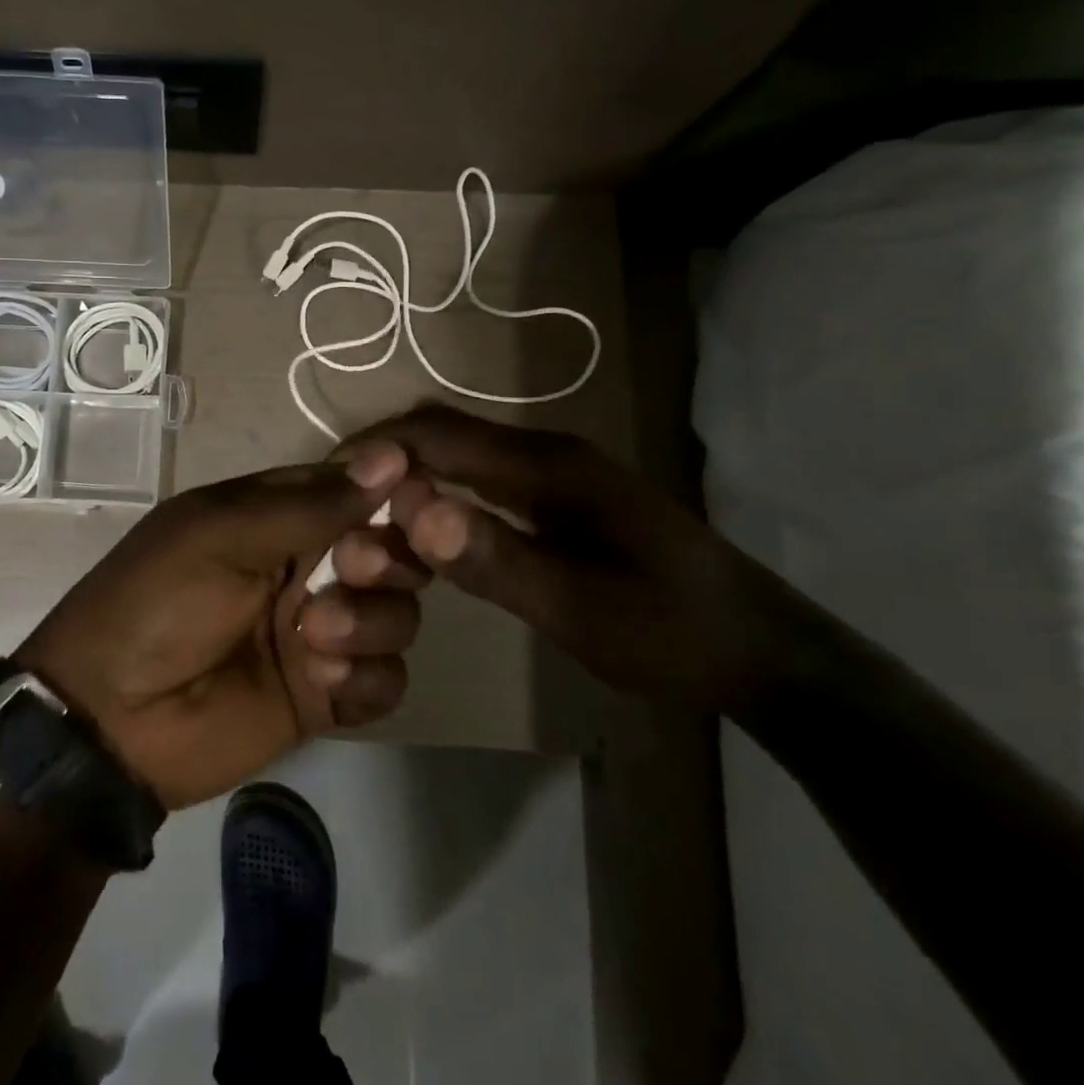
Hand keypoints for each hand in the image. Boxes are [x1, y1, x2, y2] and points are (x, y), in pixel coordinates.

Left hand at [15, 442, 423, 809]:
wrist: (109, 718)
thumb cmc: (155, 602)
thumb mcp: (219, 535)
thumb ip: (308, 504)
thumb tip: (393, 457)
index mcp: (276, 516)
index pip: (357, 490)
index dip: (392, 493)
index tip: (415, 502)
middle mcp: (306, 567)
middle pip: (390, 551)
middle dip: (385, 558)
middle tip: (352, 570)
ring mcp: (319, 633)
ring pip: (398, 614)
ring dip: (371, 621)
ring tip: (313, 638)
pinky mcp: (326, 694)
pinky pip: (386, 680)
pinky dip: (366, 678)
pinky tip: (322, 682)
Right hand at [346, 405, 797, 712]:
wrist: (762, 652)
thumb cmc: (672, 633)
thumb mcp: (580, 609)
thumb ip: (494, 558)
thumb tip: (411, 512)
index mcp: (548, 466)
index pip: (437, 433)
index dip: (374, 448)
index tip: (321, 484)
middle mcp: (544, 453)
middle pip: (441, 434)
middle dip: (381, 461)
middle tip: (334, 508)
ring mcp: (552, 473)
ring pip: (456, 455)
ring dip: (405, 478)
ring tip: (363, 522)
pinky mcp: (556, 497)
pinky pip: (476, 479)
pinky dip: (434, 494)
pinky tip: (418, 532)